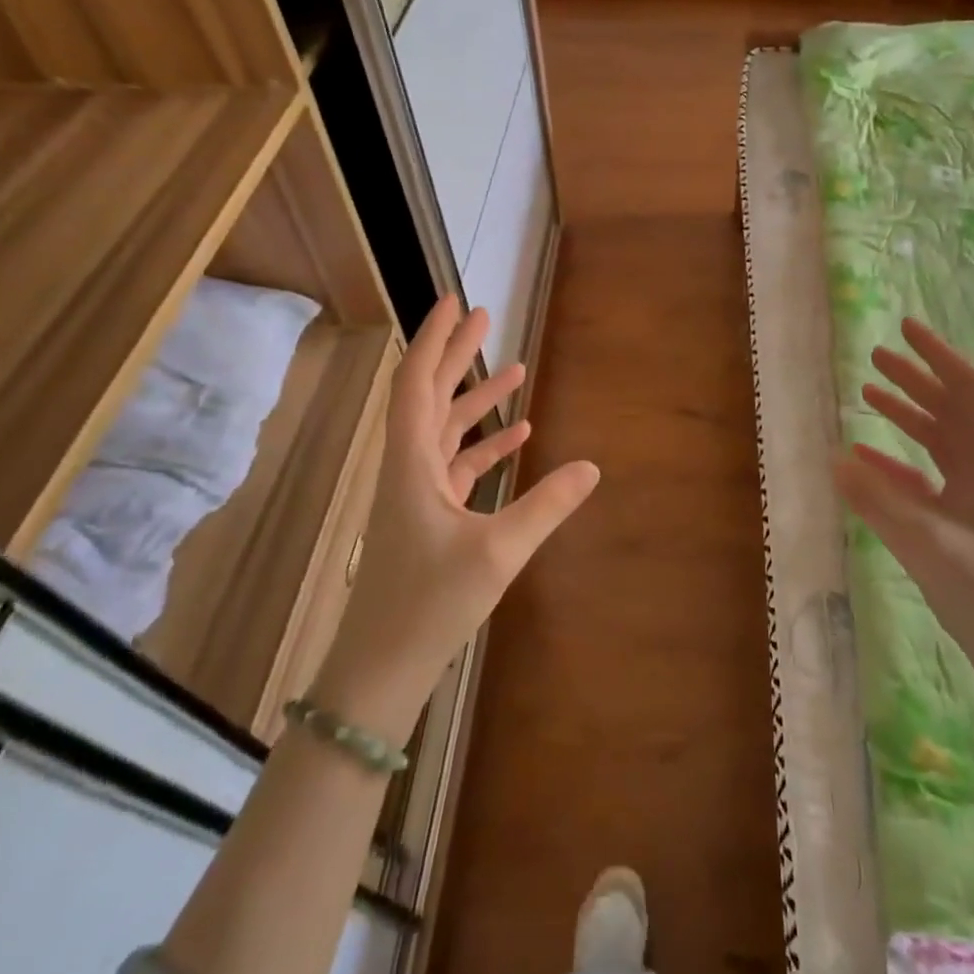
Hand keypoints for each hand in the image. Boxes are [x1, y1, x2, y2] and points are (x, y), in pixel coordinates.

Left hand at [317, 296, 598, 736]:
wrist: (380, 670)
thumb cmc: (429, 605)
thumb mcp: (498, 552)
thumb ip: (546, 505)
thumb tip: (593, 467)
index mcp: (411, 463)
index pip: (417, 383)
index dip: (434, 339)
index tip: (454, 303)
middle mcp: (408, 468)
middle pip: (431, 396)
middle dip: (457, 355)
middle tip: (485, 317)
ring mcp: (417, 493)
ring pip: (446, 430)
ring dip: (476, 399)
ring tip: (514, 369)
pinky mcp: (428, 517)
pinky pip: (457, 465)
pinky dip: (485, 445)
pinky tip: (518, 435)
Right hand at [833, 317, 973, 645]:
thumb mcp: (930, 545)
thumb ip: (879, 501)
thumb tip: (835, 458)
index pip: (969, 390)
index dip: (937, 355)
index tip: (904, 328)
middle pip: (953, 410)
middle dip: (916, 380)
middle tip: (875, 358)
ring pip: (941, 442)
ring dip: (907, 416)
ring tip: (868, 394)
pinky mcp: (968, 524)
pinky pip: (930, 480)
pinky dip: (899, 465)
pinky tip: (866, 462)